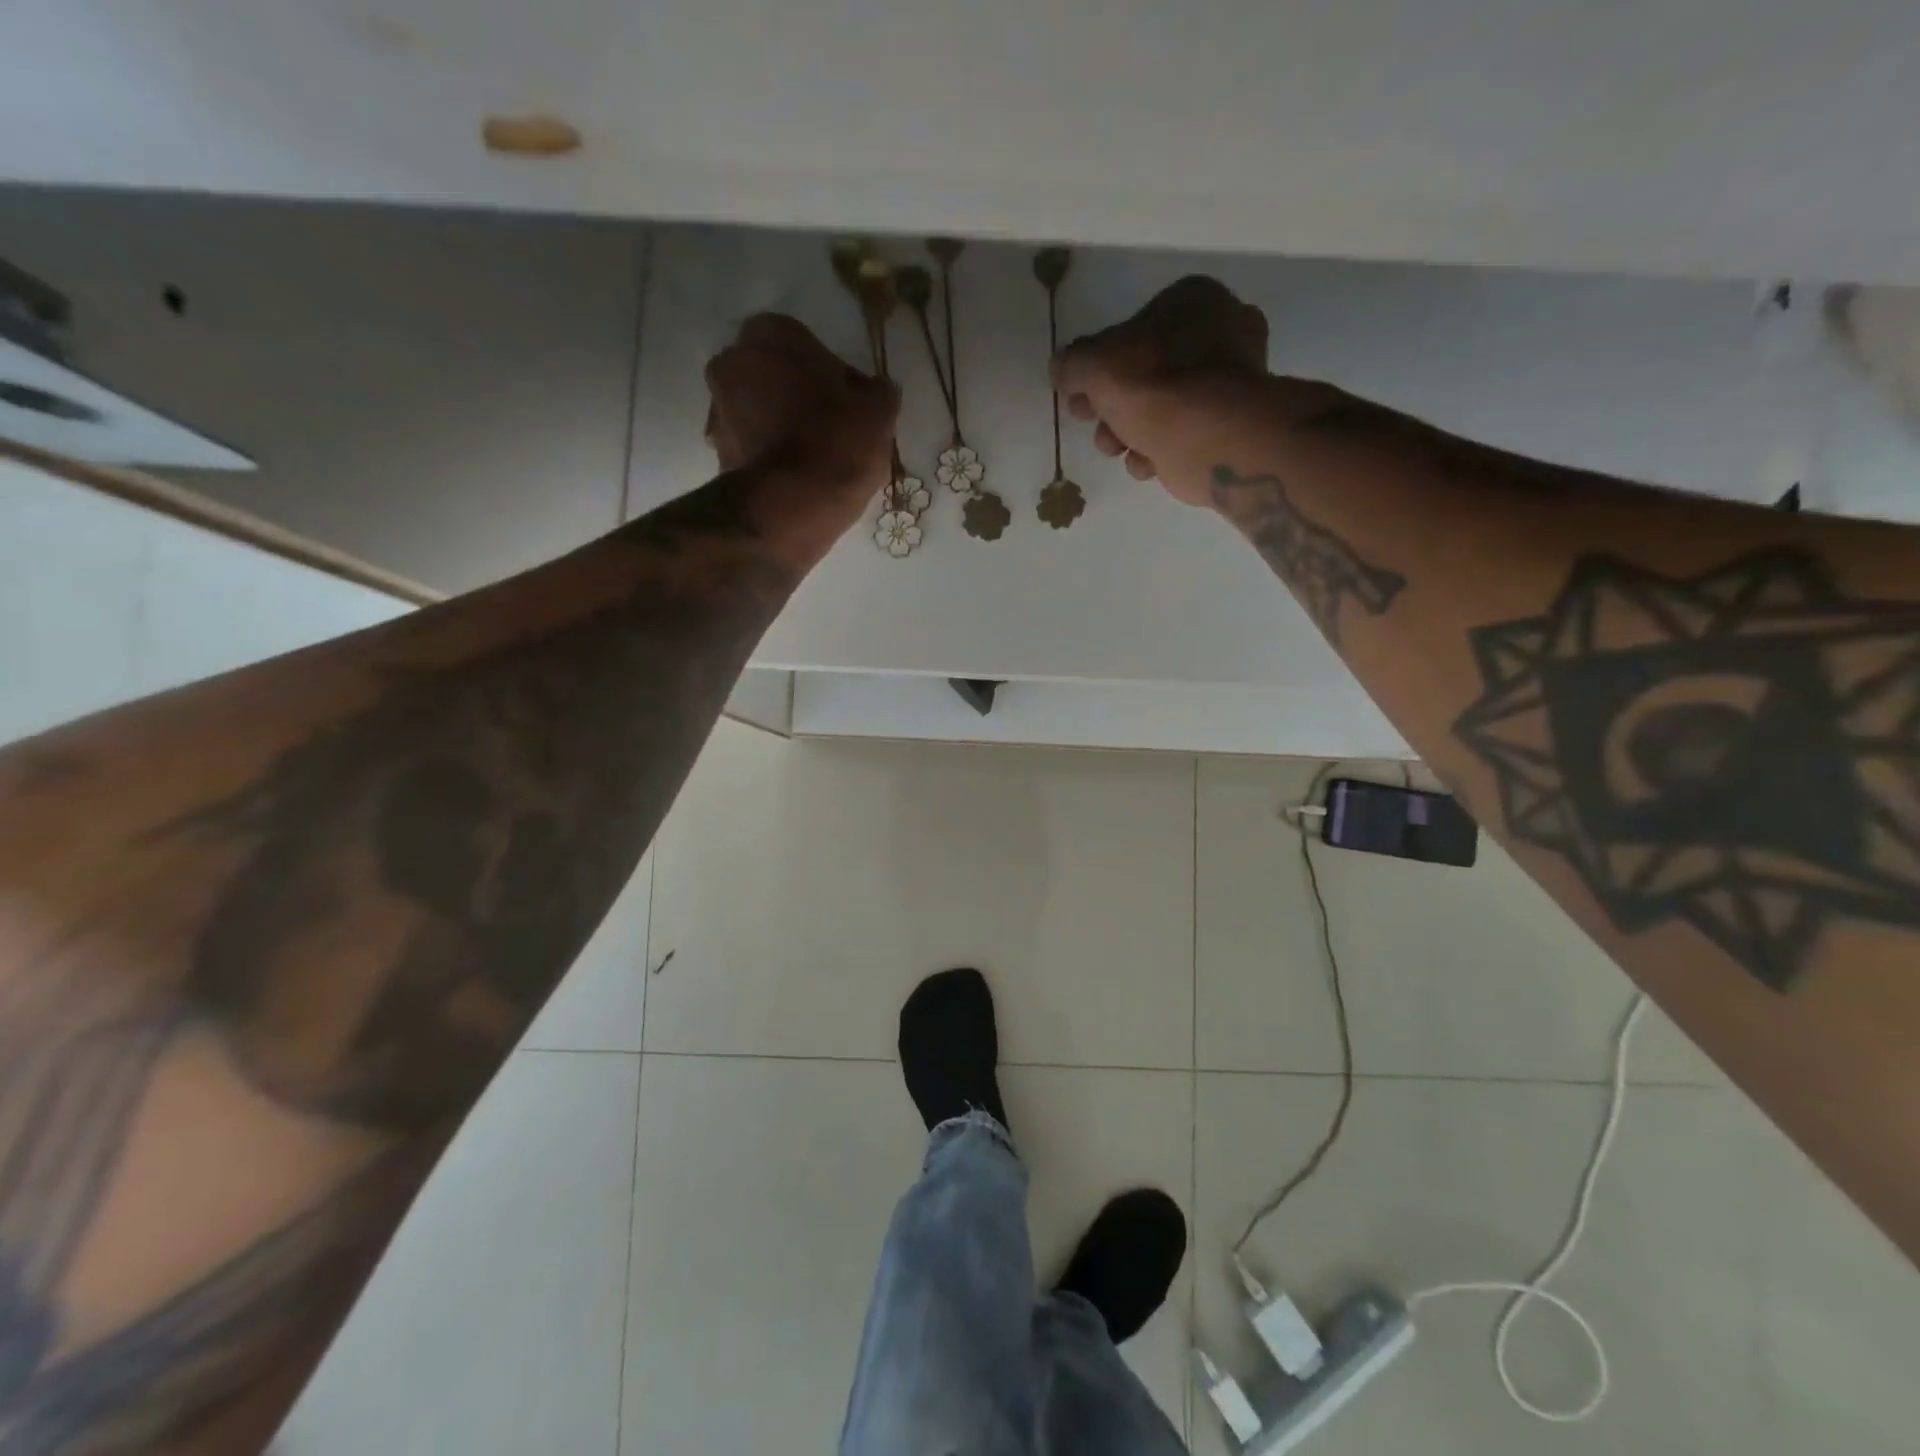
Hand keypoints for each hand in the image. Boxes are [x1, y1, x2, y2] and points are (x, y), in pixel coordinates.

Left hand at [704, 314, 897, 501]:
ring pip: (760, 409)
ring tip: (816, 458)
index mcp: (772, 333)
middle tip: (833, 428)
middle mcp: (733, 360)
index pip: (807, 344)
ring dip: (782, 424)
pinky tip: (798, 476)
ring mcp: (718, 407)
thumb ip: (877, 390)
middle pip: (776, 374)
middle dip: (799, 395)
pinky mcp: (717, 451)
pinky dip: (771, 454)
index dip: (831, 375)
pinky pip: (753, 444)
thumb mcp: (879, 410)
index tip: (851, 405)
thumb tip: (874, 391)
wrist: (791, 506)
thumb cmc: (837, 442)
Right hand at [1051, 276, 1274, 506]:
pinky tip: (1146, 460)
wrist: (1208, 439)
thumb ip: (1073, 364)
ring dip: (1127, 432)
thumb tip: (1060, 367)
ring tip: (1115, 447)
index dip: (1098, 364)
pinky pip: (1179, 435)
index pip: (1134, 329)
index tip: (1077, 393)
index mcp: (1193, 302)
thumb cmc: (1153, 386)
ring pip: (1160, 407)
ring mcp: (1227, 384)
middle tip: (1088, 420)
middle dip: (1111, 403)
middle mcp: (1219, 335)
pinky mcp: (1226, 429)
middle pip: (1145, 372)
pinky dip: (1158, 450)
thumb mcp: (1094, 366)